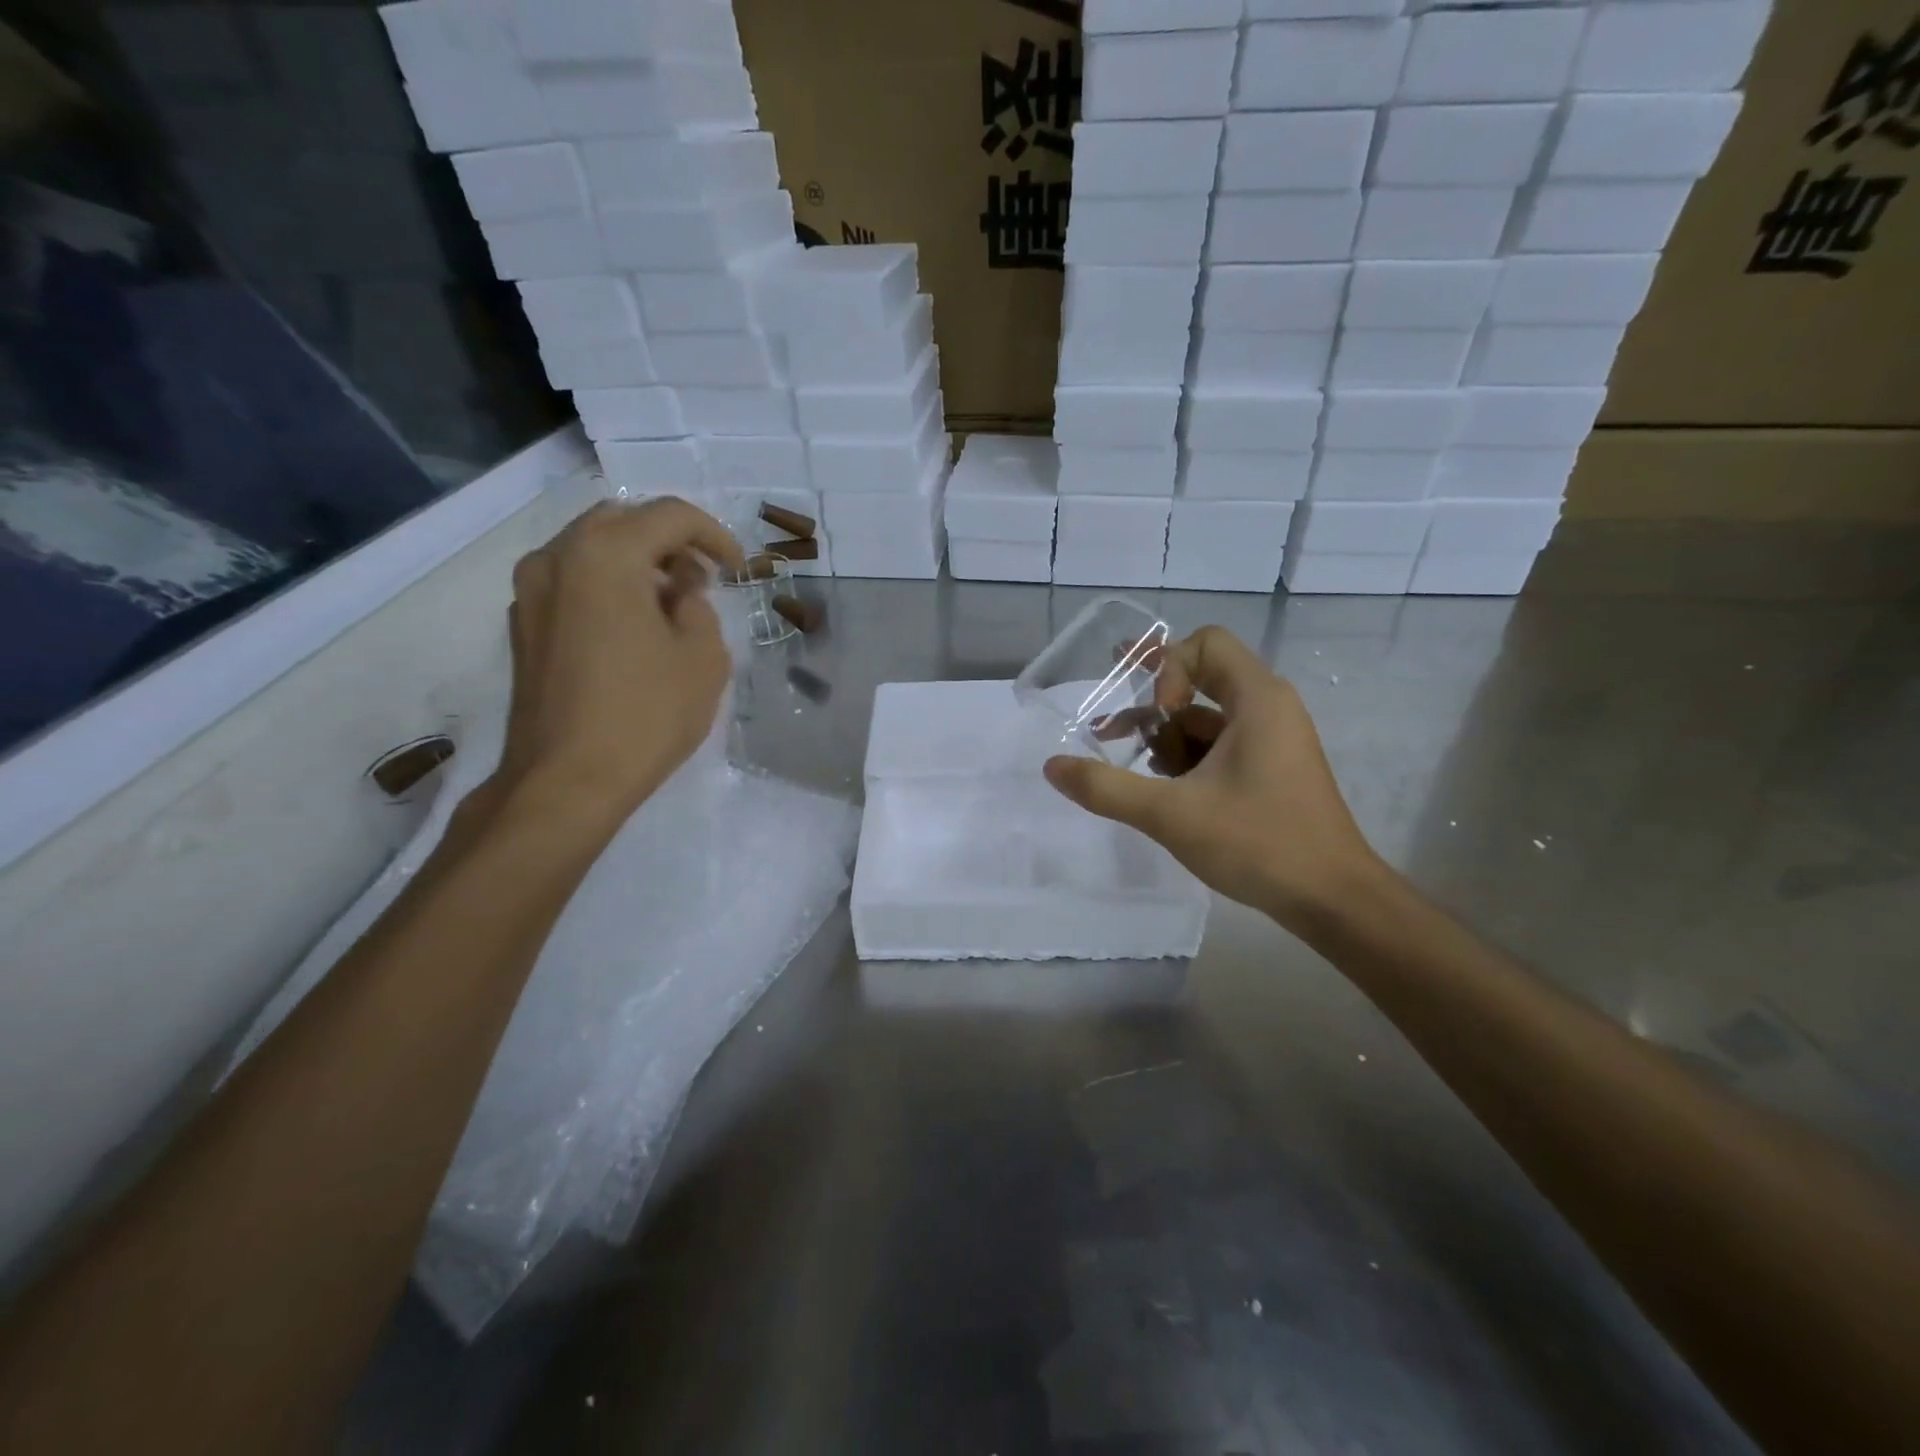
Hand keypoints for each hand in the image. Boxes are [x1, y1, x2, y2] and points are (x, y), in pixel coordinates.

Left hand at [492, 498, 742, 821]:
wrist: (565, 780)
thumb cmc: (645, 715)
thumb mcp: (704, 659)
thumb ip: (700, 608)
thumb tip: (679, 595)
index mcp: (605, 556)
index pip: (669, 515)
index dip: (714, 535)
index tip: (737, 569)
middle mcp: (557, 558)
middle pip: (622, 521)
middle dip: (670, 542)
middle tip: (702, 580)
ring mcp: (530, 591)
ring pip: (591, 548)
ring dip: (637, 562)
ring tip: (670, 605)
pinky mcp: (522, 624)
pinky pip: (571, 580)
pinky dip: (607, 585)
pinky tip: (633, 627)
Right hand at [1043, 625, 1383, 929]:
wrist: (1333, 900)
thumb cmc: (1258, 843)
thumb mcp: (1170, 814)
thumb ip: (1106, 788)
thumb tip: (1052, 767)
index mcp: (1258, 699)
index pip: (1205, 643)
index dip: (1167, 667)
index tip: (1153, 714)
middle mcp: (1270, 708)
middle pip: (1202, 677)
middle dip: (1153, 703)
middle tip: (1111, 729)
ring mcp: (1274, 739)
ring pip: (1208, 717)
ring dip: (1166, 736)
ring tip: (1133, 770)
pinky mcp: (1272, 768)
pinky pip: (1221, 745)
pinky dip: (1188, 758)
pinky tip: (1164, 792)